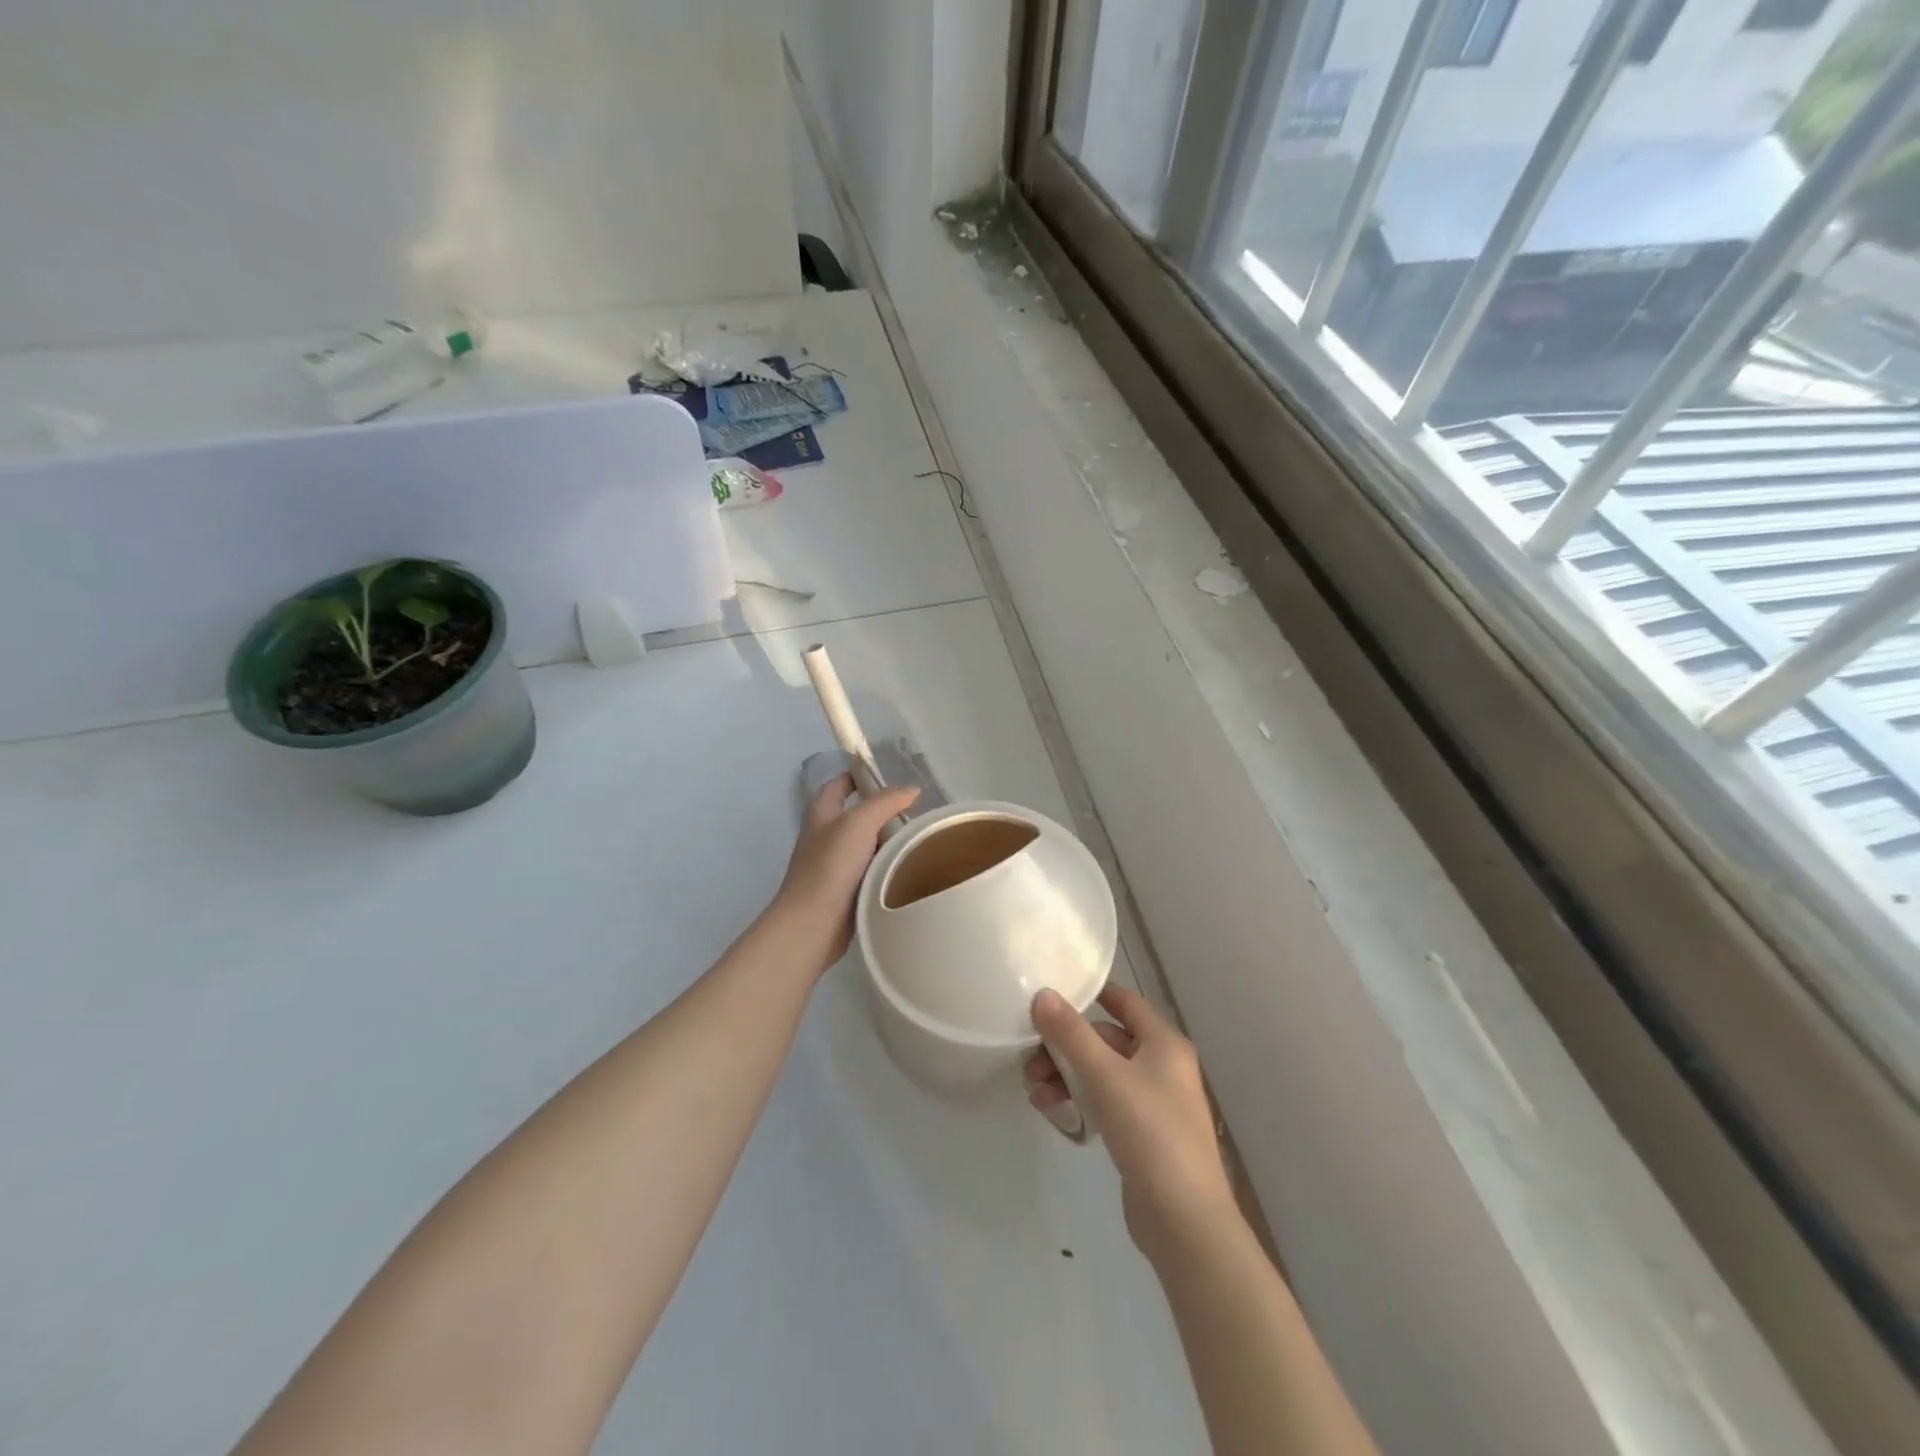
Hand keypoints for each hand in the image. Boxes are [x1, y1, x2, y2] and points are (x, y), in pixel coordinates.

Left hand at [771, 774, 919, 971]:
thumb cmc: (831, 867)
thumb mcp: (859, 824)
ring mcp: (833, 866)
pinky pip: (869, 872)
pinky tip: (908, 872)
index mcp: (821, 814)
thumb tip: (912, 789)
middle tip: (916, 814)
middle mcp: (824, 836)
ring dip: (888, 843)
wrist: (812, 926)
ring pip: (866, 846)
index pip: (839, 784)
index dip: (860, 776)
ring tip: (919, 841)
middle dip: (884, 813)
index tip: (890, 779)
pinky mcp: (844, 891)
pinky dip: (886, 869)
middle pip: (857, 815)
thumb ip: (886, 802)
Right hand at [1028, 984, 1239, 1262]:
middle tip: (1029, 1060)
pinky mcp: (1143, 1135)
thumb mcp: (1104, 1076)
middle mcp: (1162, 1066)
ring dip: (1066, 1076)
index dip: (1091, 993)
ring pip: (1101, 1074)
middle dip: (1065, 1047)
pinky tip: (1051, 1111)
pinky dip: (1079, 1100)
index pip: (1124, 1002)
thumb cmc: (1150, 1133)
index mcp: (1164, 1043)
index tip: (1053, 991)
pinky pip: (1104, 1102)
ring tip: (1034, 1092)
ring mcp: (1154, 1103)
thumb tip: (1042, 994)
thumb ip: (1071, 1034)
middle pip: (1106, 1040)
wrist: (1185, 1221)